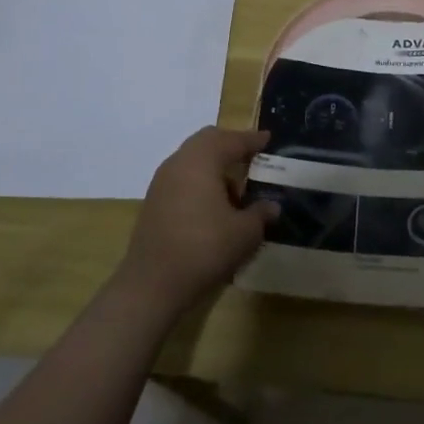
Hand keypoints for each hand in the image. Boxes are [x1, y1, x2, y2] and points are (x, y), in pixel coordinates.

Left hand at [117, 126, 276, 318]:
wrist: (151, 284)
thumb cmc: (204, 249)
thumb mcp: (244, 233)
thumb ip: (261, 214)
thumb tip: (272, 206)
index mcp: (202, 160)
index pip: (232, 140)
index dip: (252, 139)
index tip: (268, 139)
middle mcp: (179, 162)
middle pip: (207, 140)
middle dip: (230, 145)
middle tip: (251, 156)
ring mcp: (162, 182)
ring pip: (192, 158)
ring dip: (214, 165)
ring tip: (235, 187)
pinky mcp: (153, 201)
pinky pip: (182, 177)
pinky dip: (200, 180)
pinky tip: (213, 205)